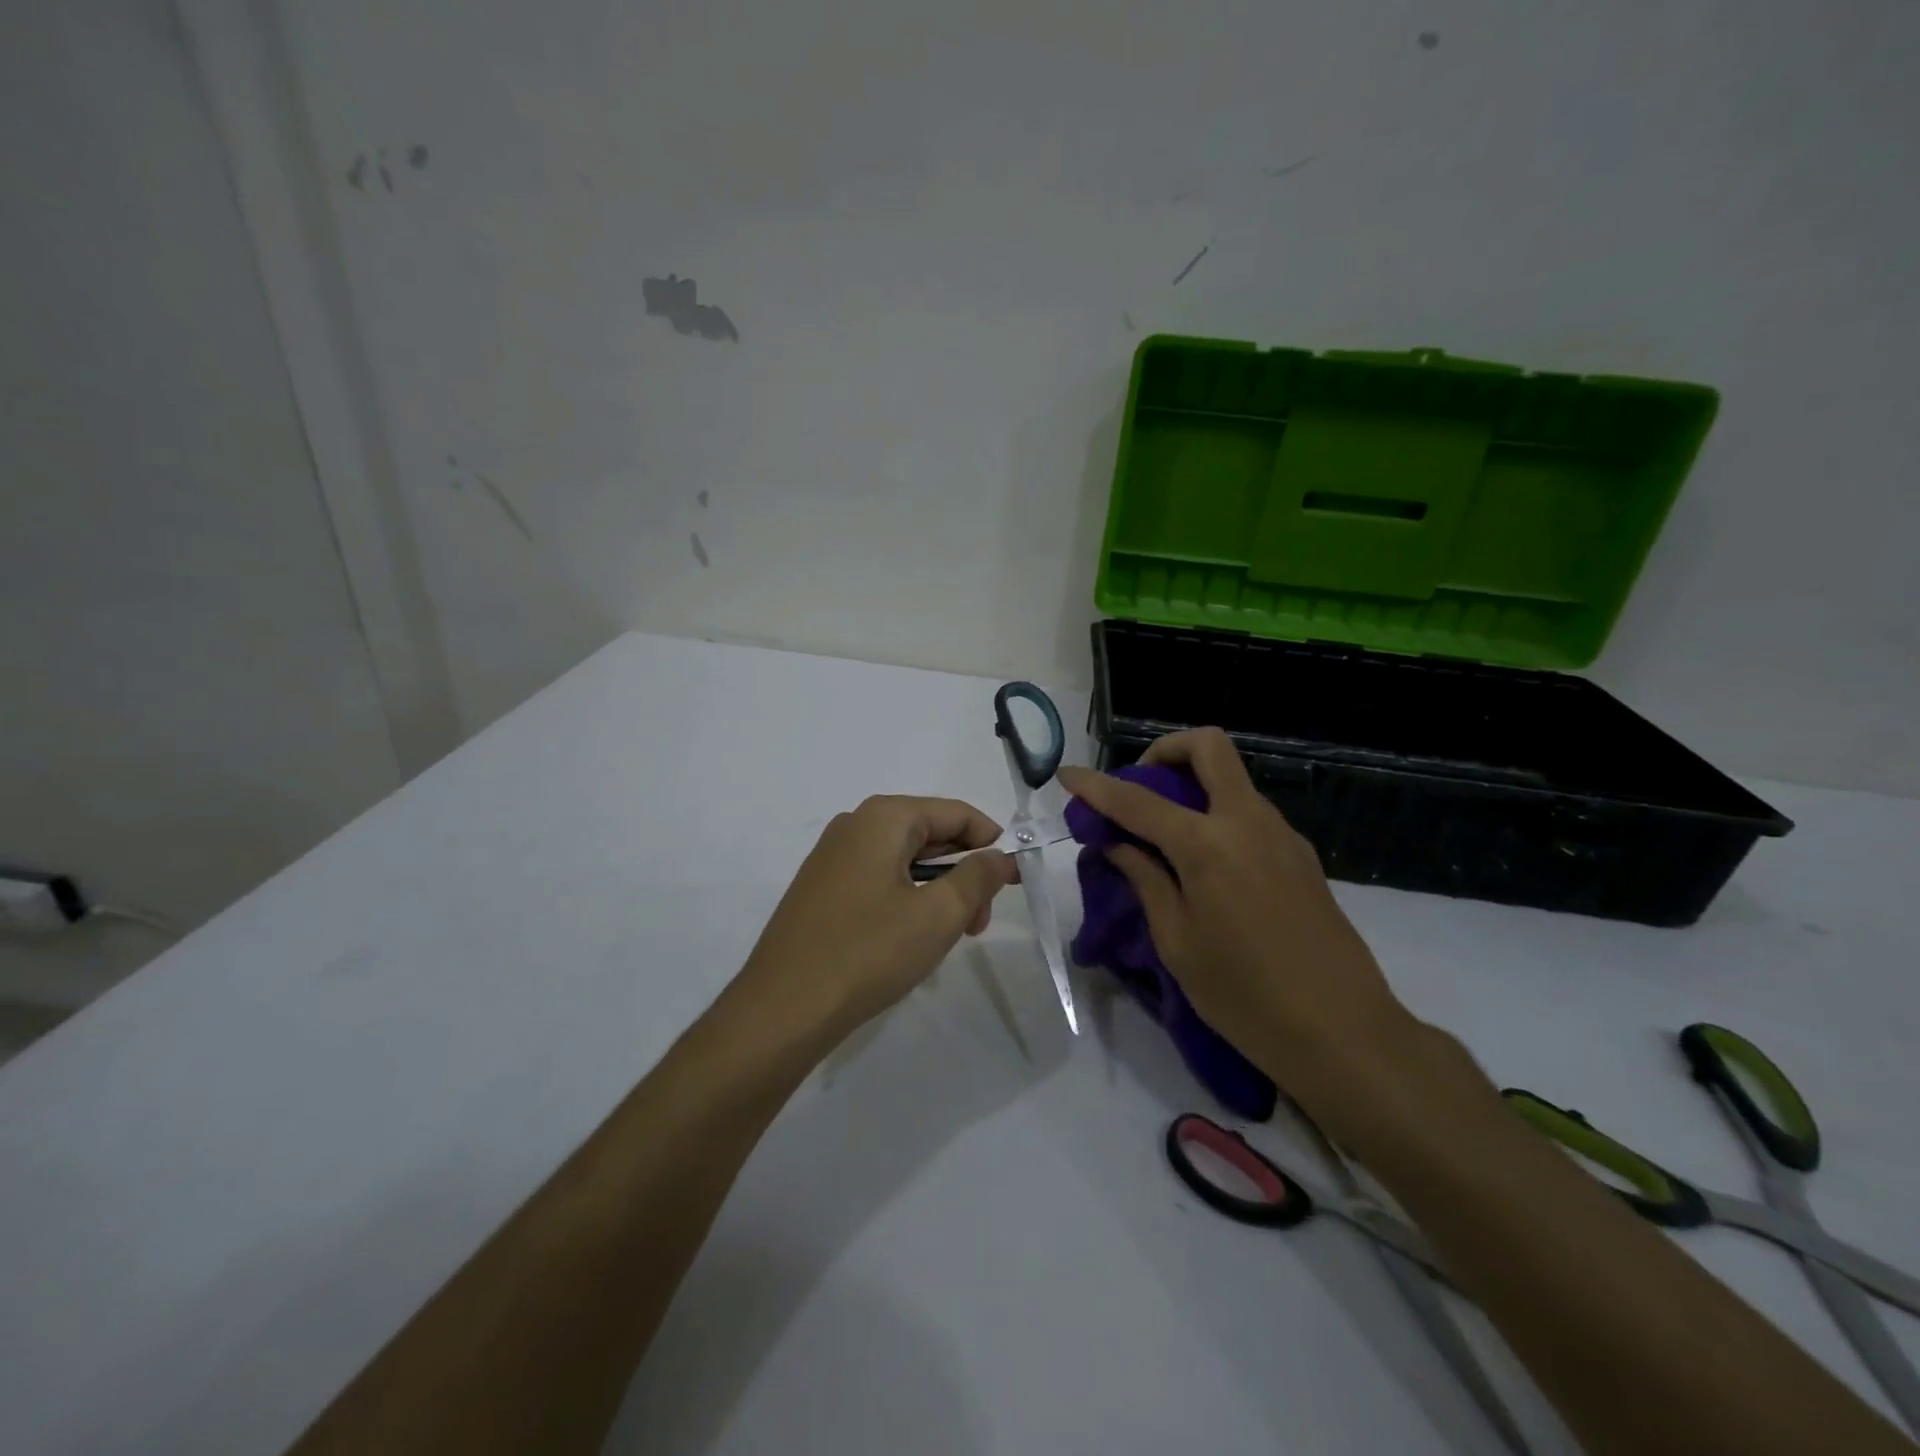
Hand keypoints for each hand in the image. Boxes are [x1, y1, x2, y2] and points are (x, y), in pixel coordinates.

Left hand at [738, 795, 1017, 1037]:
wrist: (782, 1008)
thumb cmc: (868, 953)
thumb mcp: (938, 915)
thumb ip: (978, 877)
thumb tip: (999, 856)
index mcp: (884, 817)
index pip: (957, 814)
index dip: (992, 844)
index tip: (1012, 884)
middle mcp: (855, 825)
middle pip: (930, 834)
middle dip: (964, 873)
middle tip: (977, 924)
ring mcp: (833, 856)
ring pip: (905, 860)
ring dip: (937, 891)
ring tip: (946, 939)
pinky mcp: (821, 888)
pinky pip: (879, 879)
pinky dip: (906, 900)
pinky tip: (909, 939)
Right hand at [1058, 730, 1416, 1090]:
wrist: (1344, 1033)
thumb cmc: (1245, 996)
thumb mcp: (1177, 942)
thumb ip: (1145, 880)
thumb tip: (1117, 844)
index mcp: (1208, 845)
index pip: (1137, 800)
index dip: (1096, 786)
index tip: (1068, 776)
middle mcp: (1248, 822)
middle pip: (1207, 747)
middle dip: (1163, 752)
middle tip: (1137, 791)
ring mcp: (1281, 835)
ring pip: (1231, 778)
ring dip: (1191, 786)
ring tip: (1162, 837)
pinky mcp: (1300, 855)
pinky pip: (1248, 811)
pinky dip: (1215, 815)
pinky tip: (1203, 864)